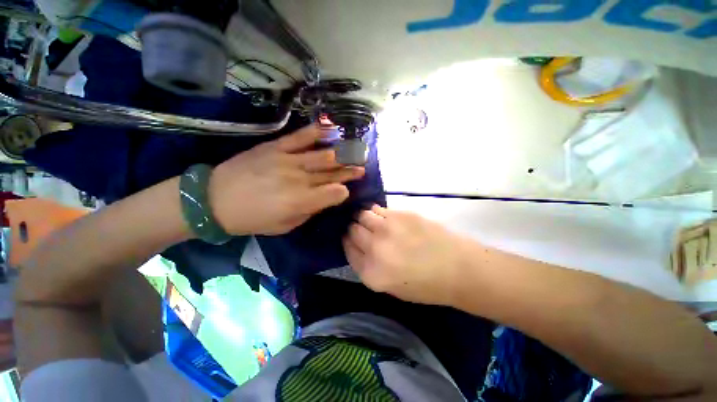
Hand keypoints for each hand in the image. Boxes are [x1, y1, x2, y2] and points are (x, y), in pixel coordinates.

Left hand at [209, 125, 364, 234]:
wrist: (214, 199)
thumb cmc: (251, 219)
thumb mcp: (284, 226)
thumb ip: (308, 212)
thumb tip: (322, 199)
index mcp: (302, 201)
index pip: (335, 193)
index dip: (343, 192)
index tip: (345, 191)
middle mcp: (299, 179)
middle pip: (332, 173)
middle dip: (350, 170)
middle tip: (362, 167)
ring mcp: (288, 160)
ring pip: (322, 156)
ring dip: (342, 154)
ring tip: (355, 151)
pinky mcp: (275, 147)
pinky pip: (300, 137)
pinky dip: (317, 132)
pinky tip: (331, 129)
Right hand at [344, 205, 471, 305]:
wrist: (457, 268)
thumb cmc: (425, 285)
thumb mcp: (390, 287)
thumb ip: (369, 267)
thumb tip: (359, 246)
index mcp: (371, 272)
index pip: (347, 249)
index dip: (348, 241)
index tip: (351, 238)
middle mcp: (374, 248)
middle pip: (352, 230)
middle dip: (354, 228)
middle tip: (362, 228)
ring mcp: (386, 228)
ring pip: (362, 215)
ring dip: (364, 217)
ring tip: (372, 221)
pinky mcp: (400, 214)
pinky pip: (378, 208)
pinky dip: (377, 212)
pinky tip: (384, 217)